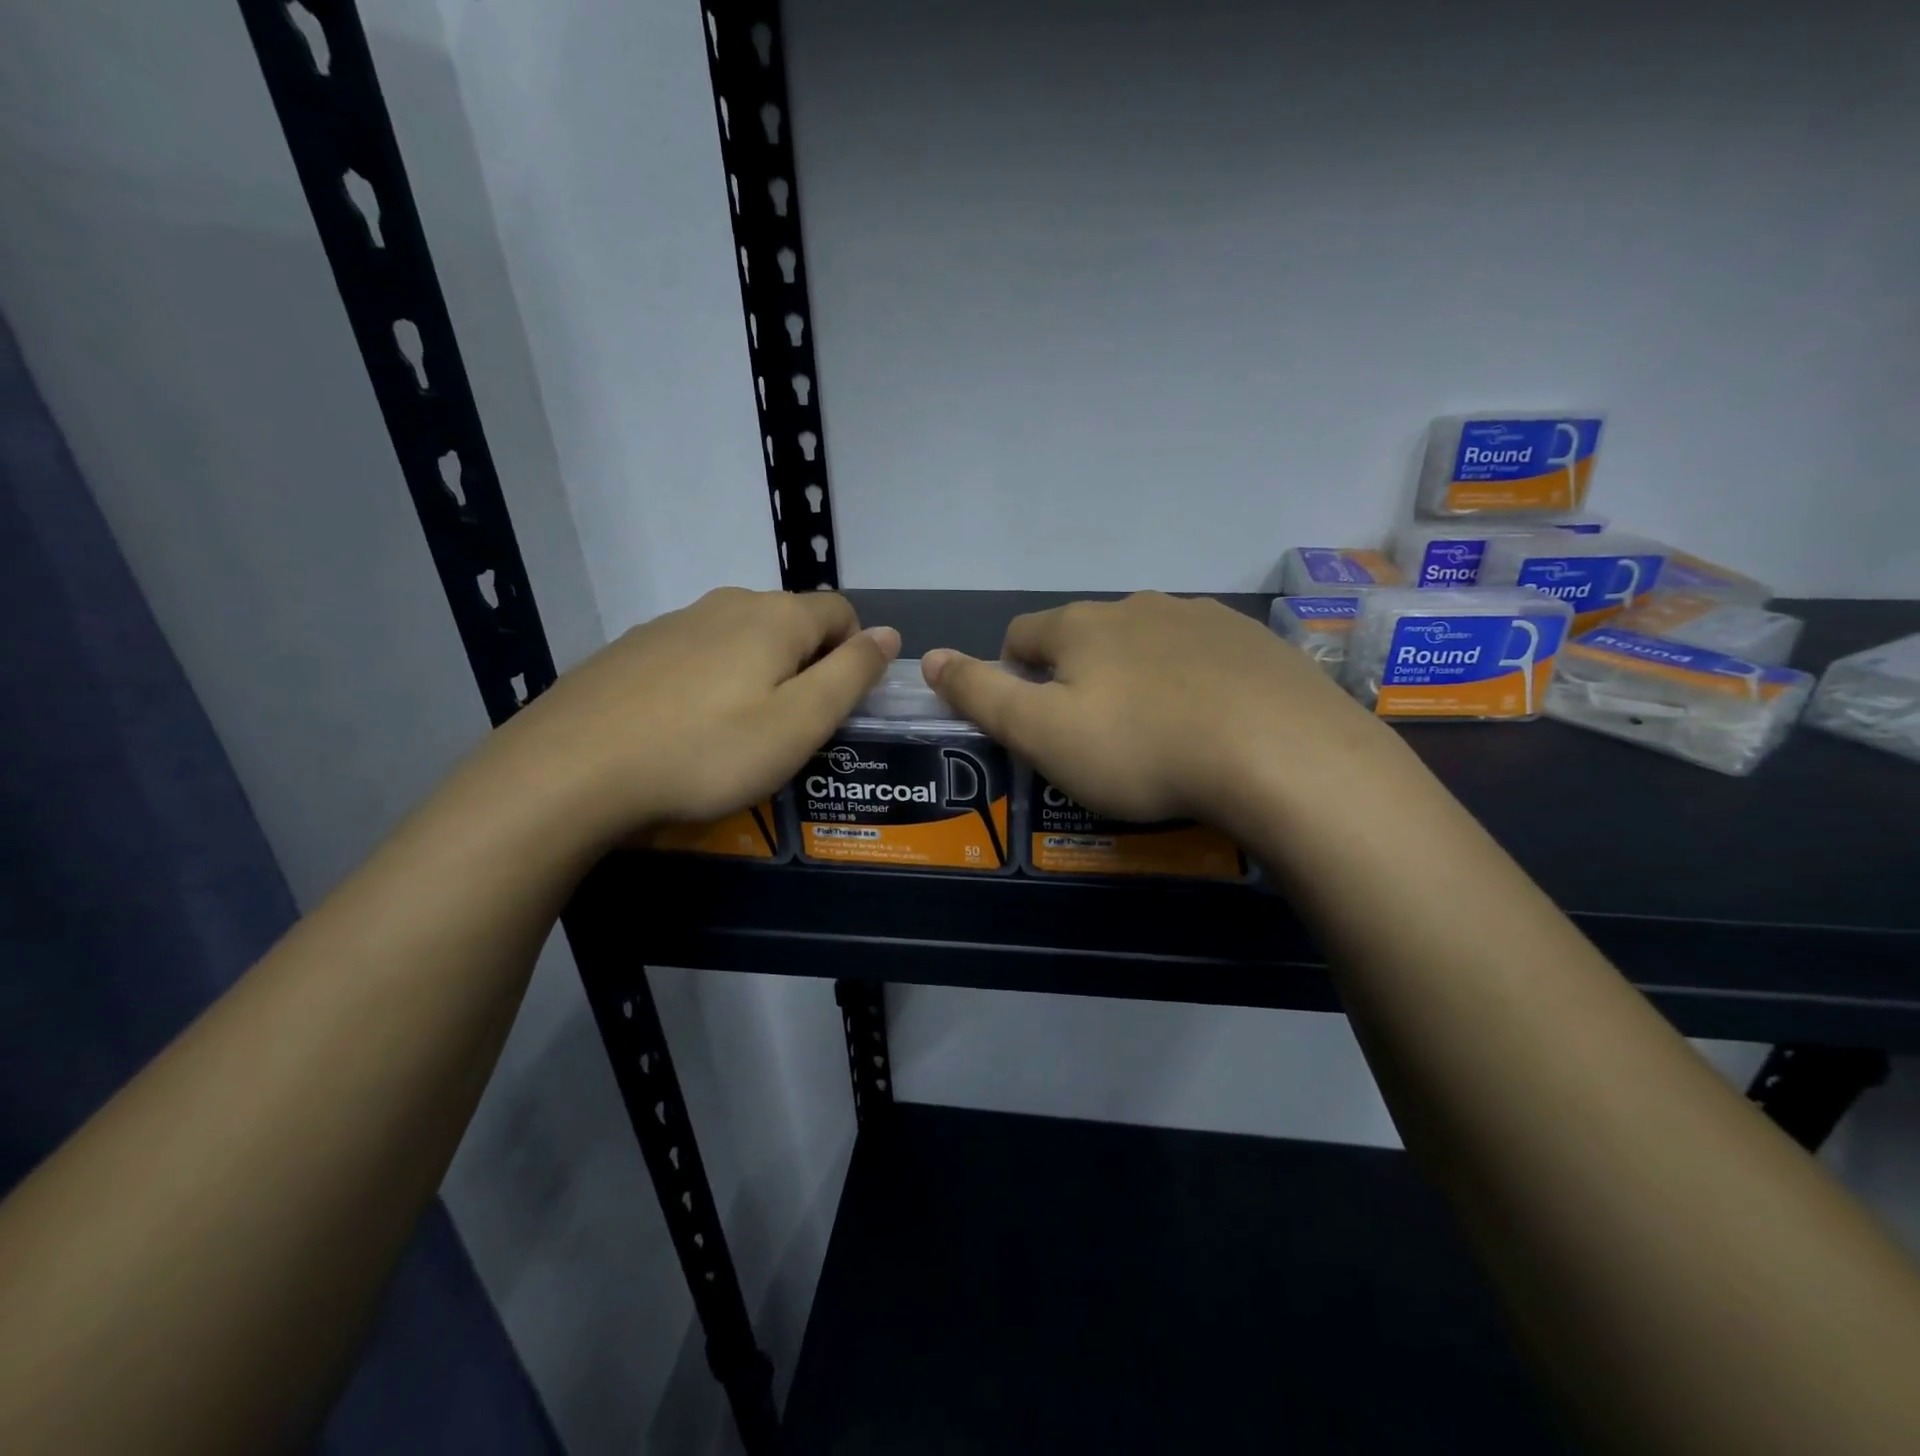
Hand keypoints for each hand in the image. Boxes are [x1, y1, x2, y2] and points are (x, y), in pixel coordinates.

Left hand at [501, 587, 897, 841]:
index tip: (836, 708)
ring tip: (736, 734)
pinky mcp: (633, 649)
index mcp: (774, 617)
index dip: (854, 655)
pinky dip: (709, 682)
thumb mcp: (799, 723)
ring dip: (757, 674)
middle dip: (806, 667)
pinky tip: (684, 728)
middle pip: (791, 623)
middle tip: (790, 730)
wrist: (570, 769)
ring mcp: (673, 622)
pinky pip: (695, 655)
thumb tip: (888, 634)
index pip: (841, 613)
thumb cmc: (706, 751)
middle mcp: (726, 603)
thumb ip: (851, 675)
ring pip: (741, 639)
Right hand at [923, 592, 1402, 839]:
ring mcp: (1201, 618)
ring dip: (1134, 675)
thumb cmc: (1141, 748)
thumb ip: (979, 693)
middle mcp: (1137, 606)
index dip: (1012, 674)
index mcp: (1081, 626)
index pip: (1021, 636)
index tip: (1029, 720)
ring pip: (1144, 642)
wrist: (1282, 755)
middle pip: (1084, 635)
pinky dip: (1189, 681)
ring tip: (1153, 732)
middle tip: (1091, 735)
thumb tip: (928, 656)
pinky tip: (1208, 723)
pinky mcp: (1252, 642)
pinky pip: (1200, 656)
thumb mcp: (1041, 733)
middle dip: (1075, 675)